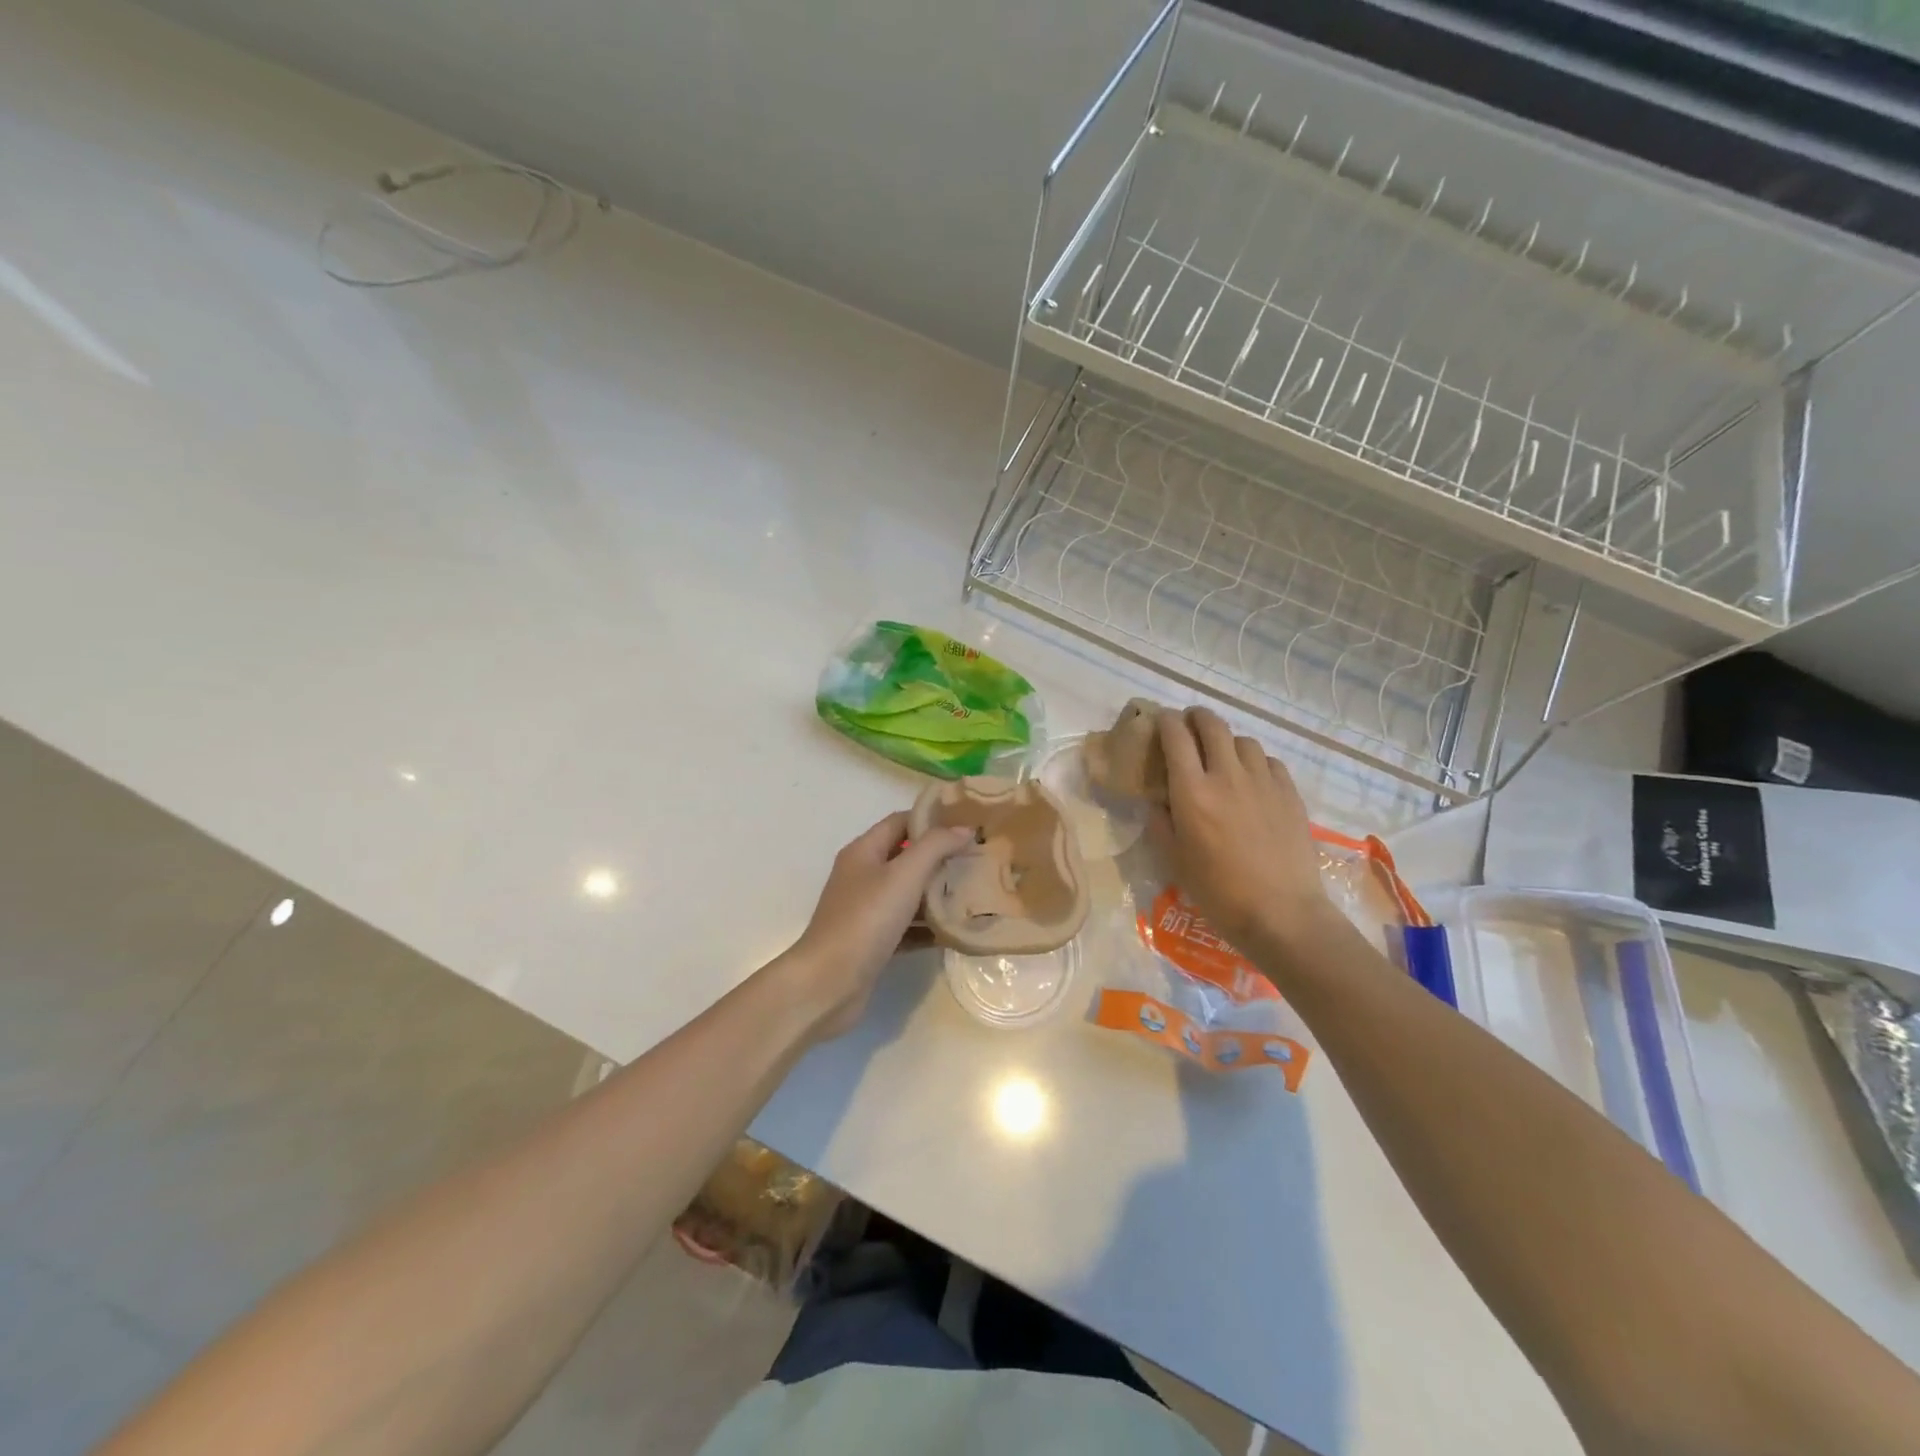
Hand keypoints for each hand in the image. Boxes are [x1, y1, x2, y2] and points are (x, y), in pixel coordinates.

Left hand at [782, 811, 972, 1039]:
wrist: (828, 984)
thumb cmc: (865, 920)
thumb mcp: (904, 875)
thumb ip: (935, 847)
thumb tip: (964, 829)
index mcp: (863, 852)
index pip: (900, 822)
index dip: (931, 819)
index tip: (967, 825)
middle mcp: (862, 876)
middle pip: (905, 857)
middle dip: (940, 858)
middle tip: (977, 859)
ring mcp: (865, 911)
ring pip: (907, 894)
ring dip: (937, 893)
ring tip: (974, 893)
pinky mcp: (872, 943)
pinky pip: (906, 927)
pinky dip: (928, 928)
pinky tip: (955, 932)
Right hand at [1151, 707, 1331, 957]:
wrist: (1281, 913)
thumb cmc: (1218, 891)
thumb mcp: (1174, 860)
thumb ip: (1160, 822)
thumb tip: (1158, 800)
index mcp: (1192, 790)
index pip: (1176, 735)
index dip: (1165, 721)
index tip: (1160, 723)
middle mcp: (1227, 775)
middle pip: (1212, 724)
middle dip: (1196, 717)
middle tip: (1189, 726)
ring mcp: (1263, 781)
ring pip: (1243, 740)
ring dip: (1227, 741)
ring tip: (1222, 757)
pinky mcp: (1289, 793)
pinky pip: (1269, 761)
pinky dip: (1255, 762)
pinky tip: (1252, 781)